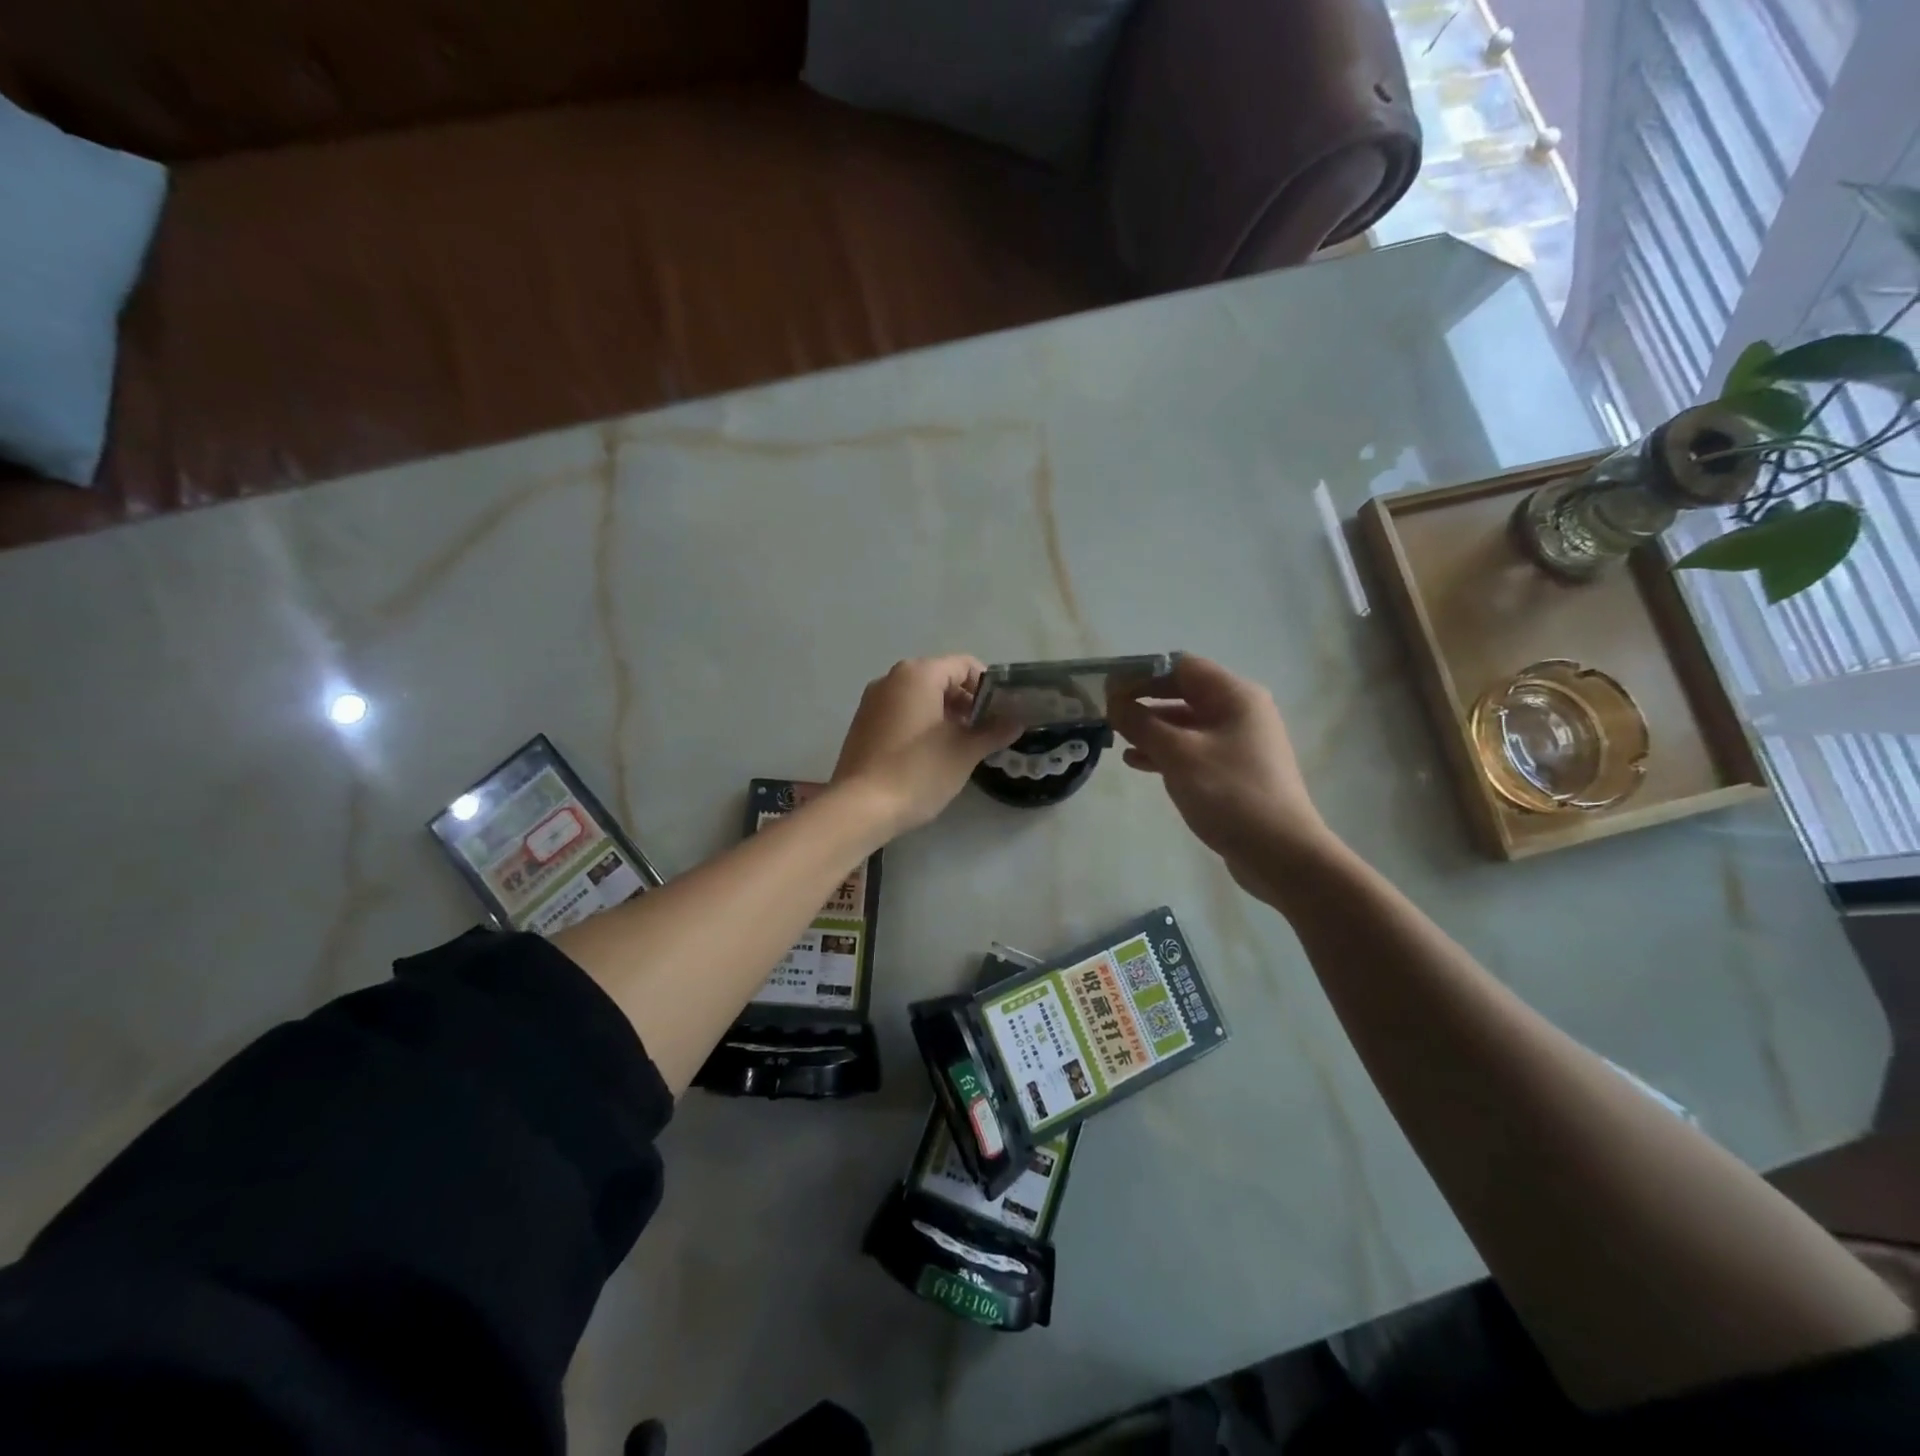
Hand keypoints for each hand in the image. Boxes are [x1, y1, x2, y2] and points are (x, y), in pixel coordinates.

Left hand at [832, 656, 1022, 837]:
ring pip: (920, 696)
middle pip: (941, 678)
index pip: (964, 665)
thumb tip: (1016, 722)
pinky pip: (901, 711)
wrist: (861, 807)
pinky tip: (931, 753)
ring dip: (945, 714)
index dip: (988, 687)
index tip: (1001, 714)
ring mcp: (873, 700)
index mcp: (918, 674)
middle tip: (985, 732)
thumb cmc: (918, 772)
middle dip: (967, 702)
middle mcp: (892, 678)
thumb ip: (993, 731)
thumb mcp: (964, 752)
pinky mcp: (863, 723)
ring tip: (962, 745)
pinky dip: (922, 723)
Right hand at [1108, 656, 1335, 884]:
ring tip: (1117, 739)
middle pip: (1183, 692)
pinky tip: (1138, 763)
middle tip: (1107, 712)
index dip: (1141, 672)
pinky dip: (1165, 751)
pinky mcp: (1234, 770)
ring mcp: (1239, 742)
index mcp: (1235, 696)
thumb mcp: (1178, 754)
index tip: (1108, 688)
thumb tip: (1114, 702)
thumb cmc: (1230, 793)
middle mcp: (1240, 711)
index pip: (1181, 666)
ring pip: (1186, 723)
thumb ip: (1142, 724)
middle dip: (1144, 700)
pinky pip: (1193, 748)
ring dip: (1151, 727)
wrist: (1280, 853)